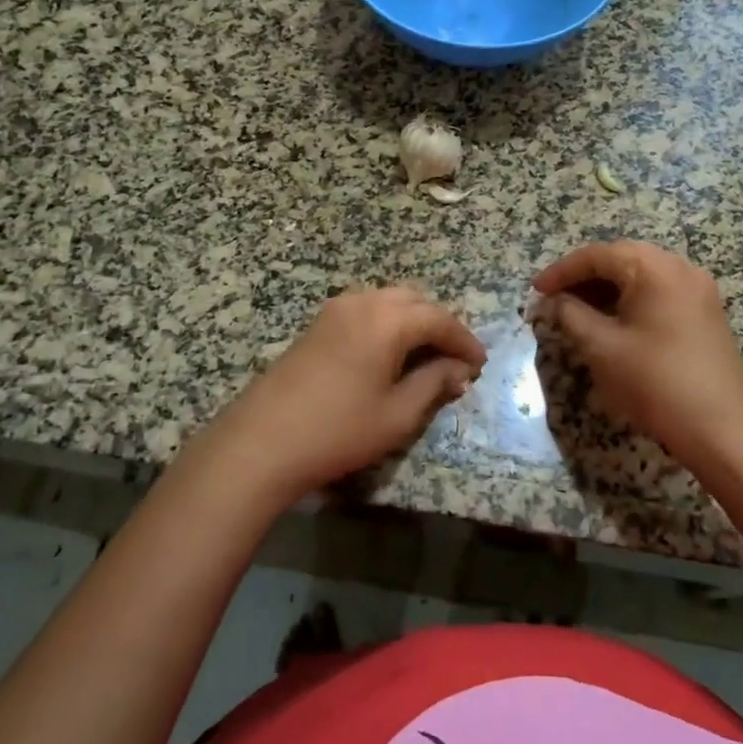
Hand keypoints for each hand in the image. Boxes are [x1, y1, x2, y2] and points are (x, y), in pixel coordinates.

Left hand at [192, 287, 486, 504]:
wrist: (261, 443)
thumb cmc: (338, 430)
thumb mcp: (398, 415)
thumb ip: (434, 385)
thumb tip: (458, 371)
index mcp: (388, 319)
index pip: (440, 319)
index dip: (465, 341)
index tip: (480, 365)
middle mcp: (363, 302)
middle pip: (415, 301)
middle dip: (440, 326)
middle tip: (455, 360)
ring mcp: (335, 310)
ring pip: (388, 300)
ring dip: (413, 321)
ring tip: (426, 357)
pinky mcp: (317, 324)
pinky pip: (366, 310)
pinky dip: (387, 323)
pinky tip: (390, 354)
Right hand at [532, 241, 742, 473]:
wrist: (725, 428)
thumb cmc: (656, 381)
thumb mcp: (602, 348)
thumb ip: (571, 316)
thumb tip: (553, 302)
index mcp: (654, 267)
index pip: (597, 255)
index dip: (561, 271)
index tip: (535, 291)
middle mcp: (680, 269)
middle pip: (621, 260)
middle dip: (583, 279)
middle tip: (554, 301)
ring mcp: (698, 292)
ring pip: (641, 278)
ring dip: (606, 291)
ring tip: (576, 314)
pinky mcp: (705, 315)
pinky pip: (659, 295)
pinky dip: (630, 303)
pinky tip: (611, 326)